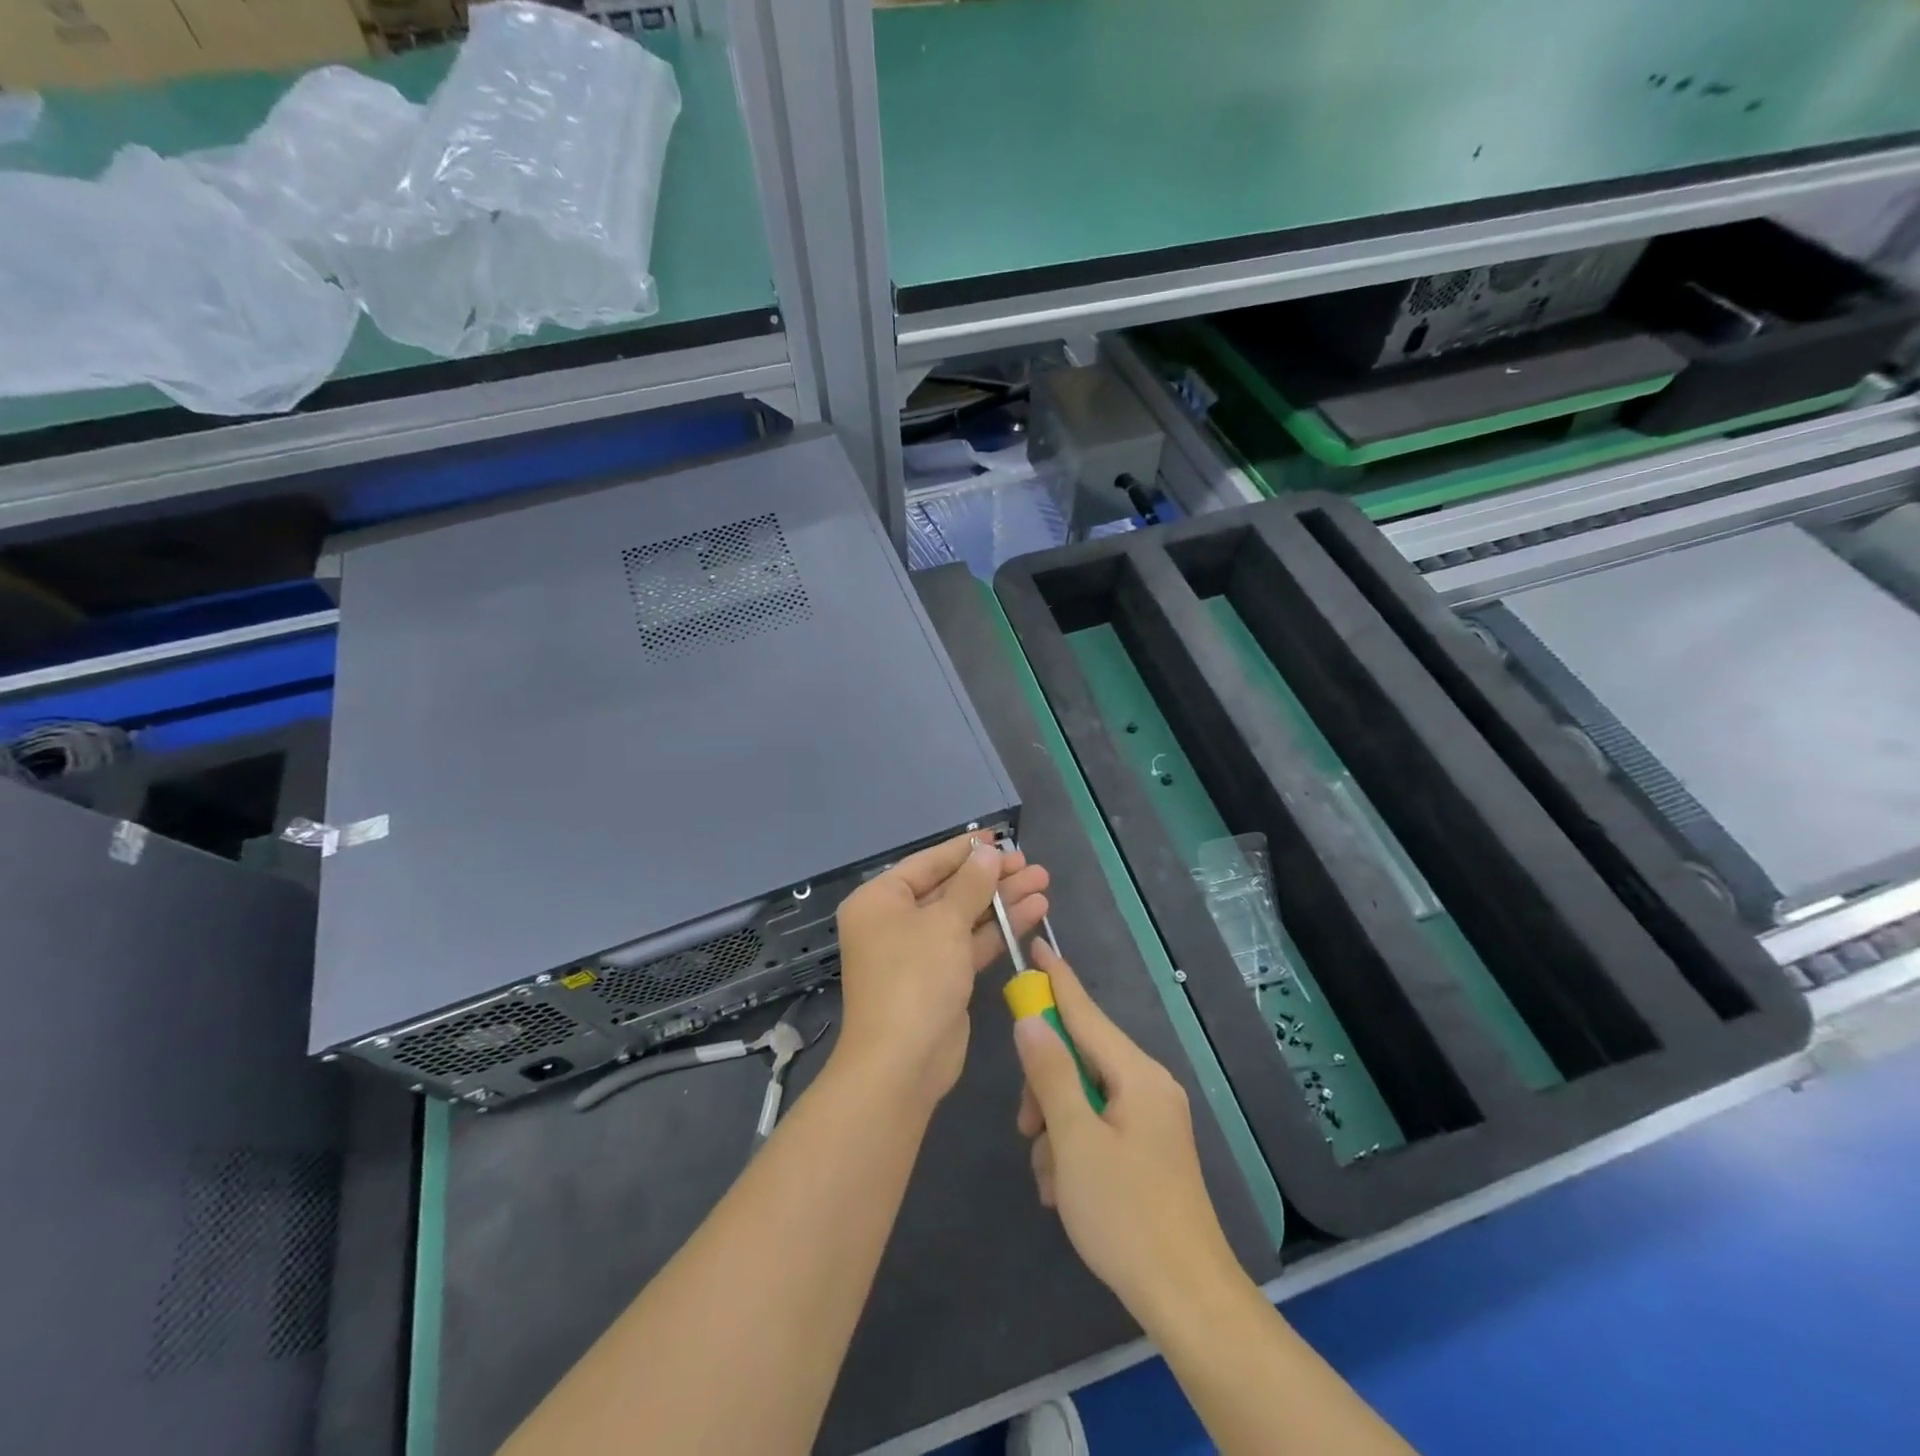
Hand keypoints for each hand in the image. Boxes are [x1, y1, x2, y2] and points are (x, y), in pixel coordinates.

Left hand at [835, 833, 1049, 1108]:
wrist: (903, 1062)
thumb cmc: (915, 978)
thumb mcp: (945, 923)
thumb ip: (971, 884)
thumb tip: (987, 852)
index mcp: (880, 900)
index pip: (928, 863)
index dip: (965, 850)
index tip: (999, 838)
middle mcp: (895, 922)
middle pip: (950, 889)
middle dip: (992, 877)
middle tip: (1031, 864)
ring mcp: (919, 952)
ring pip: (965, 916)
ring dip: (1002, 901)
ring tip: (1043, 882)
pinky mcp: (942, 978)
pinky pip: (971, 943)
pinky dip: (999, 929)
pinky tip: (1034, 913)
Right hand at [1014, 940, 1238, 1321]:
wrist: (1188, 1299)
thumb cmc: (1126, 1215)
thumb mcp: (1074, 1141)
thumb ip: (1050, 1074)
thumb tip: (1030, 1020)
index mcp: (1137, 1075)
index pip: (1086, 1012)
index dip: (1057, 979)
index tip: (1036, 944)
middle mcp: (1147, 1086)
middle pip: (1080, 1057)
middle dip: (1045, 1086)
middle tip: (1026, 1127)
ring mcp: (1150, 1119)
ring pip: (1083, 1096)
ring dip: (1055, 1127)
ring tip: (1051, 1178)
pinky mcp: (1147, 1150)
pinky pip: (1097, 1126)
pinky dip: (1074, 1148)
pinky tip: (1065, 1190)